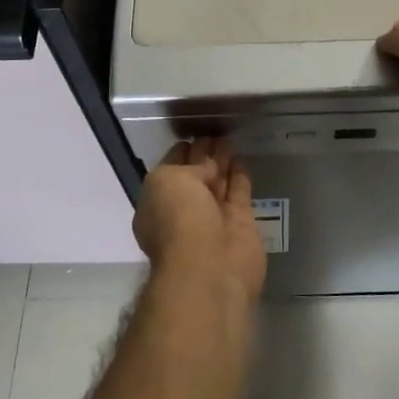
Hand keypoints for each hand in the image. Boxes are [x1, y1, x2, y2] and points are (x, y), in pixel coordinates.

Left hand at [134, 138, 266, 300]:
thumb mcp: (169, 180)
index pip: (170, 170)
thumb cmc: (179, 219)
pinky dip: (239, 176)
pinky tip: (241, 157)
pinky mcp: (241, 225)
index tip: (191, 133)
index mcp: (158, 203)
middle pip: (195, 176)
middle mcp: (183, 211)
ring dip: (221, 161)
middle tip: (213, 130)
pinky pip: (239, 193)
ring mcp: (213, 219)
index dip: (180, 151)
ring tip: (228, 137)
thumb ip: (188, 167)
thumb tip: (209, 166)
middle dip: (202, 154)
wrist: (210, 268)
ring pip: (218, 182)